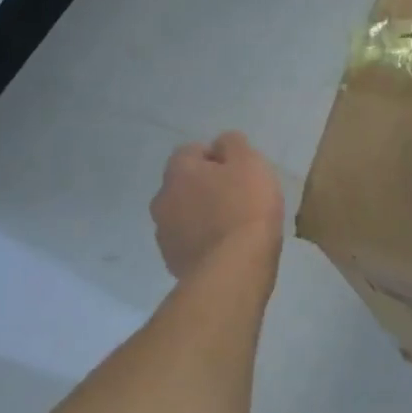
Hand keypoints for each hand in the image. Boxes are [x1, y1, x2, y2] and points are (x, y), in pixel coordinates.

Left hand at [151, 133, 284, 279]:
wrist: (234, 269)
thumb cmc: (245, 207)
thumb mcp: (249, 162)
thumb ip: (233, 144)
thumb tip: (221, 144)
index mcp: (178, 171)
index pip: (191, 151)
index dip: (217, 157)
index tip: (239, 171)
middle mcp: (162, 199)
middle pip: (184, 184)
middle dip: (205, 187)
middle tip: (237, 197)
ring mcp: (164, 234)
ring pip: (183, 214)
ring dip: (201, 215)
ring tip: (232, 226)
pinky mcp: (172, 263)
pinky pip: (188, 242)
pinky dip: (202, 241)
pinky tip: (225, 248)